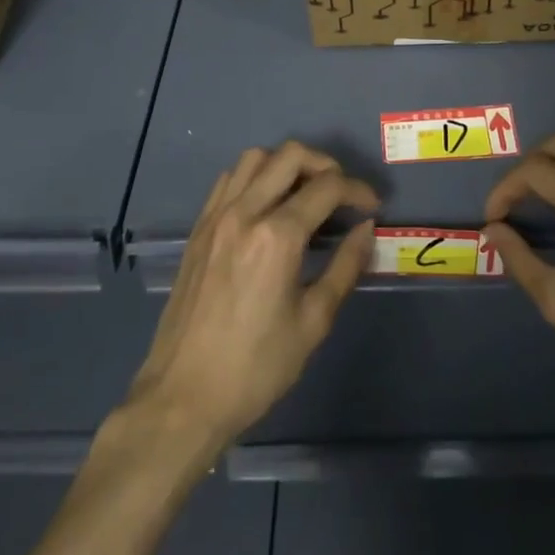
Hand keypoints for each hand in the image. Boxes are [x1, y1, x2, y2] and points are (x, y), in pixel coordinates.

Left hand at [127, 143, 377, 452]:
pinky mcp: (198, 229)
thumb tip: (366, 229)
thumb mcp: (313, 322)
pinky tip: (266, 205)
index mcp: (277, 237)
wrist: (182, 399)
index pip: (327, 187)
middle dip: (325, 165)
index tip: (372, 207)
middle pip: (291, 155)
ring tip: (305, 193)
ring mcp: (216, 217)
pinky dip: (255, 176)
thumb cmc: (255, 368)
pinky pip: (229, 179)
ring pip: (256, 158)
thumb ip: (345, 267)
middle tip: (342, 194)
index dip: (358, 190)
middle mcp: (245, 213)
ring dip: (287, 164)